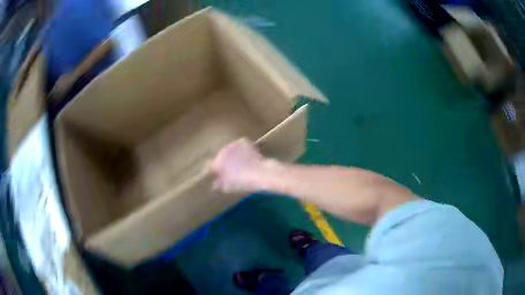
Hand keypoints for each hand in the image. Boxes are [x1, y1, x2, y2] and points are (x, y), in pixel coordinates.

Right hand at [210, 138, 267, 192]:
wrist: (259, 172)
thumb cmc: (241, 182)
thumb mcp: (227, 187)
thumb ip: (219, 184)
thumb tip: (215, 183)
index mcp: (217, 162)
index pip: (212, 166)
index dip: (216, 171)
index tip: (220, 176)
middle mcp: (222, 151)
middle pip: (221, 156)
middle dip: (224, 162)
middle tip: (231, 170)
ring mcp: (233, 144)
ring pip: (230, 150)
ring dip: (232, 154)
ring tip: (240, 162)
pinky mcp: (243, 141)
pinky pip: (239, 145)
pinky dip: (241, 149)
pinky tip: (246, 155)